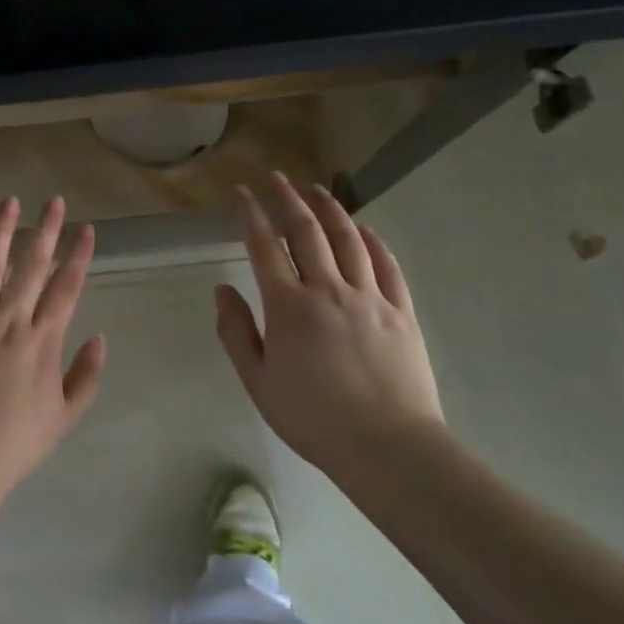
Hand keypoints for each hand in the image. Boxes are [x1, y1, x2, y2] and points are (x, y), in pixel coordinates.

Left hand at [0, 196, 106, 497]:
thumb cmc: (13, 444)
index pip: (66, 289)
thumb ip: (86, 376)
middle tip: (54, 200)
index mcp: (41, 342)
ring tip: (9, 203)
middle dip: (45, 232)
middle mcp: (9, 322)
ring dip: (2, 233)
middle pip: (31, 268)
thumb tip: (100, 337)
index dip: (78, 256)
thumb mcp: (64, 418)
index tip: (86, 229)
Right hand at [214, 173, 444, 486]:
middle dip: (287, 198)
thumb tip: (222, 289)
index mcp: (289, 307)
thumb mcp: (258, 382)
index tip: (242, 193)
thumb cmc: (313, 418)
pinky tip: (364, 230)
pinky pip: (387, 266)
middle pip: (306, 231)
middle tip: (275, 177)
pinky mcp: (401, 311)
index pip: (265, 246)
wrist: (387, 447)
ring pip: (348, 239)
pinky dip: (373, 242)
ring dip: (330, 209)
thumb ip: (235, 332)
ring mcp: (370, 298)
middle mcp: (329, 290)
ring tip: (316, 189)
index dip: (251, 214)